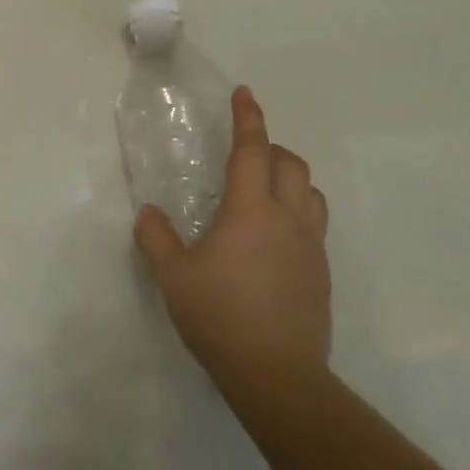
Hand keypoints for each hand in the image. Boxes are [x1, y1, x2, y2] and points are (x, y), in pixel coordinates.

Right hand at [134, 86, 330, 393]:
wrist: (278, 376)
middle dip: (270, 147)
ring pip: (312, 192)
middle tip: (243, 152)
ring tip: (262, 190)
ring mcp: (311, 247)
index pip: (253, 151)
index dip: (248, 118)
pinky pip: (314, 223)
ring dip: (290, 178)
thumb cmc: (219, 316)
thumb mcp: (173, 275)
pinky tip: (270, 237)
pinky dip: (296, 210)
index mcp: (251, 211)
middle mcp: (288, 220)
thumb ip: (156, 237)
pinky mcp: (320, 273)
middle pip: (291, 165)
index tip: (244, 93)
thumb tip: (149, 213)